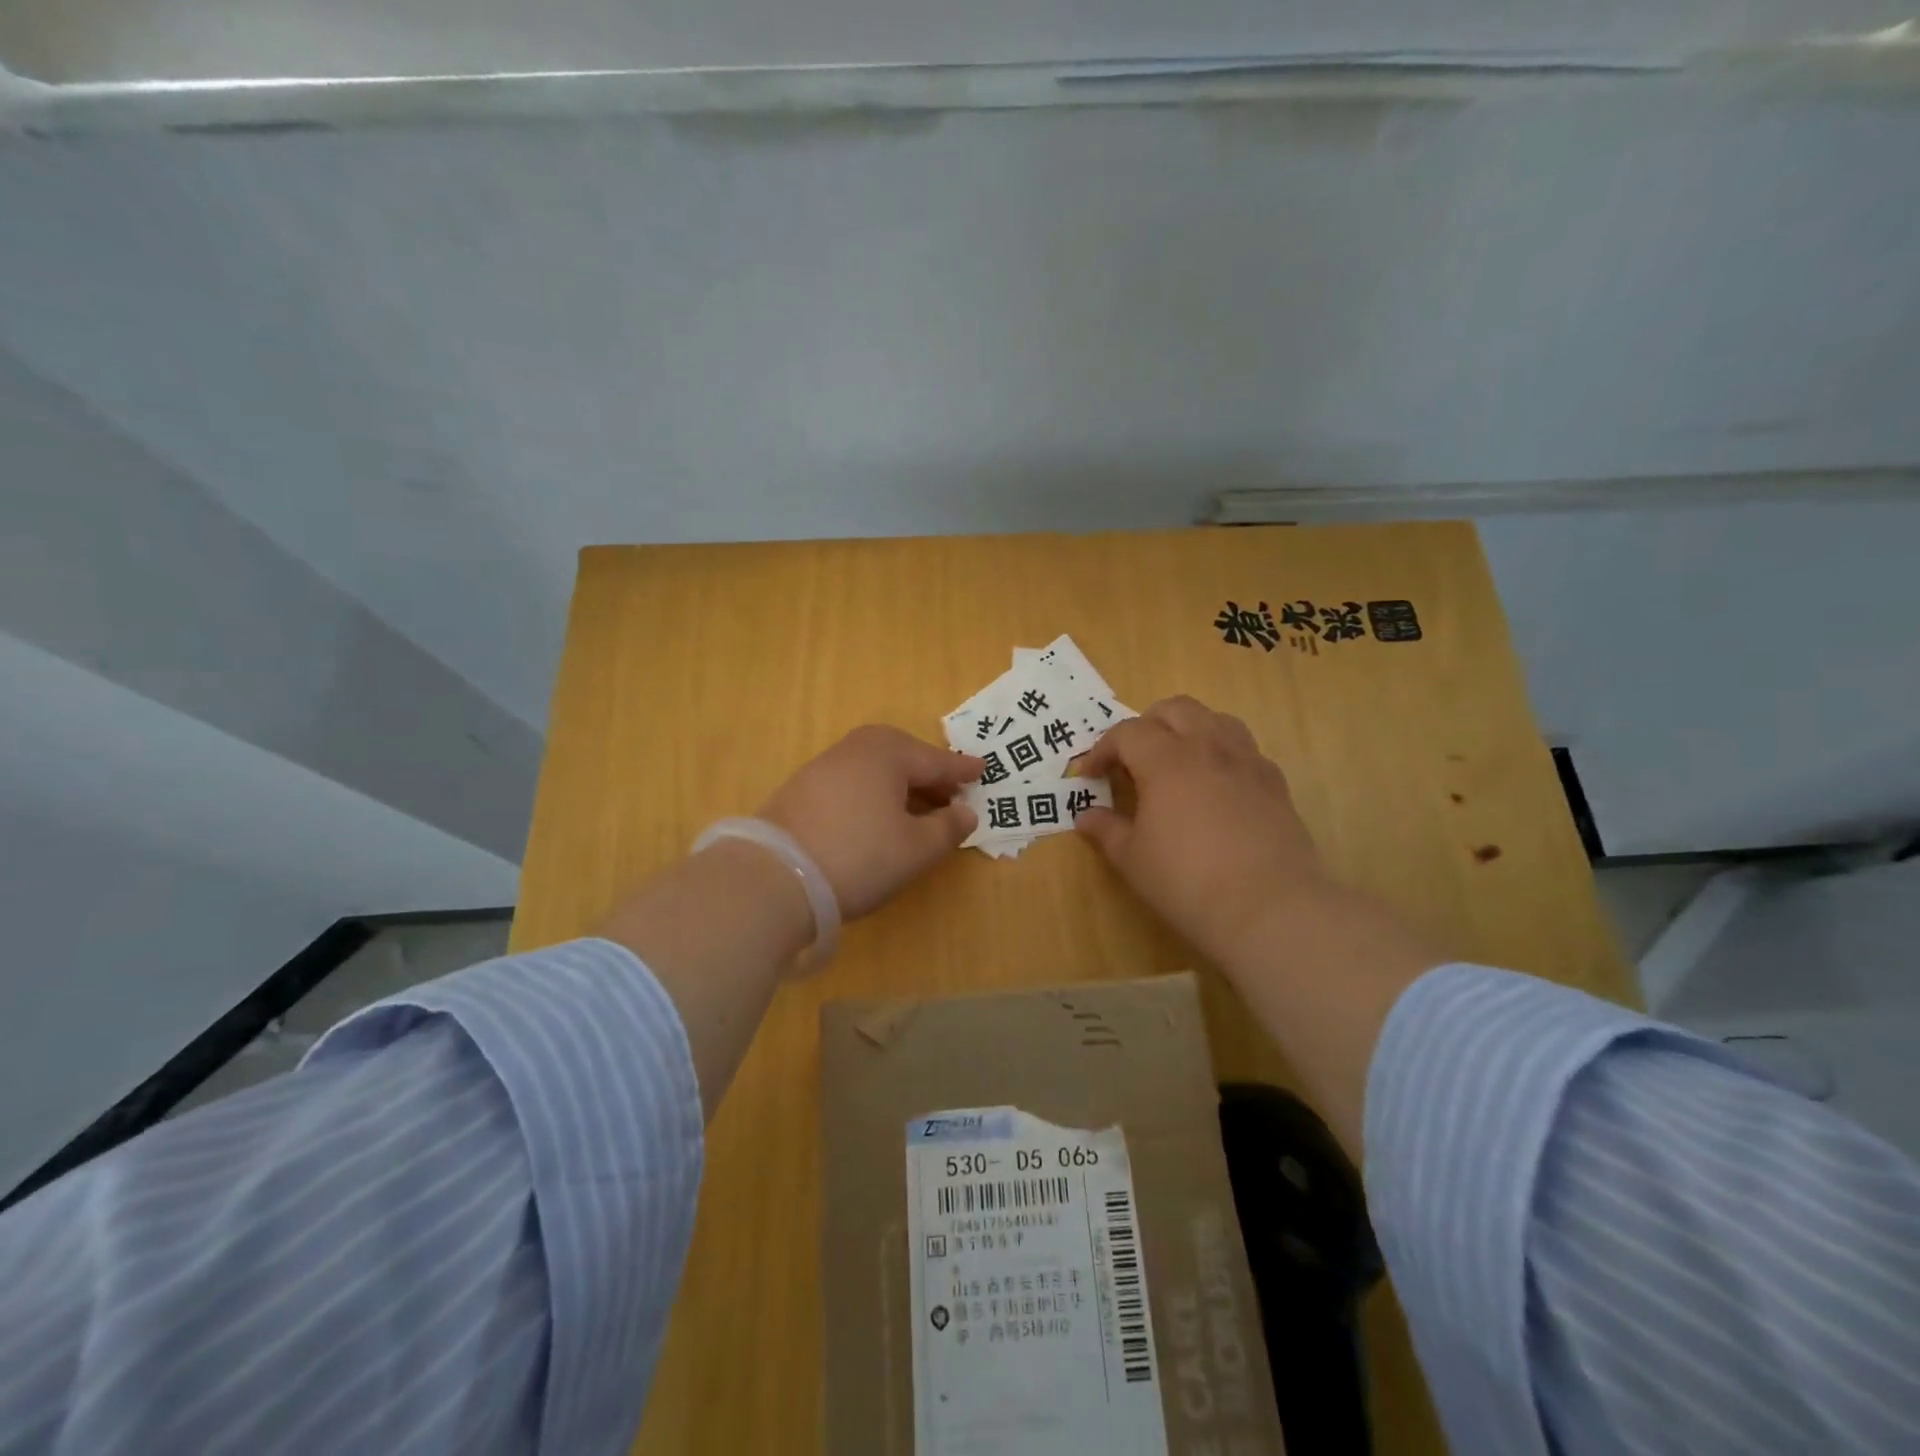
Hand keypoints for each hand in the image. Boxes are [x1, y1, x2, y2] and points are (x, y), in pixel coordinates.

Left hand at [758, 725, 982, 920]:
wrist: (773, 877)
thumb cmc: (859, 856)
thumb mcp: (916, 849)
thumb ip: (948, 828)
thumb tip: (965, 812)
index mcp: (888, 753)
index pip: (935, 760)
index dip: (961, 770)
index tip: (982, 770)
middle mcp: (854, 749)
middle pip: (902, 756)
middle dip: (928, 774)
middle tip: (951, 793)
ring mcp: (822, 768)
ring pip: (874, 769)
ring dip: (900, 786)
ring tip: (917, 810)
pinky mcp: (800, 791)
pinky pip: (852, 783)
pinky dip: (873, 794)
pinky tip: (876, 819)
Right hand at [1073, 697, 1334, 971]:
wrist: (1269, 908)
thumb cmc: (1187, 882)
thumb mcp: (1132, 859)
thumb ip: (1106, 830)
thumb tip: (1085, 817)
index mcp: (1166, 760)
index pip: (1127, 733)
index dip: (1102, 750)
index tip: (1089, 775)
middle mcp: (1208, 747)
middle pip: (1175, 709)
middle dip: (1146, 725)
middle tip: (1132, 759)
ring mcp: (1247, 762)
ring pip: (1215, 719)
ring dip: (1188, 730)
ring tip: (1175, 762)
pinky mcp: (1275, 783)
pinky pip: (1244, 749)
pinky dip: (1221, 754)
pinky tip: (1215, 787)